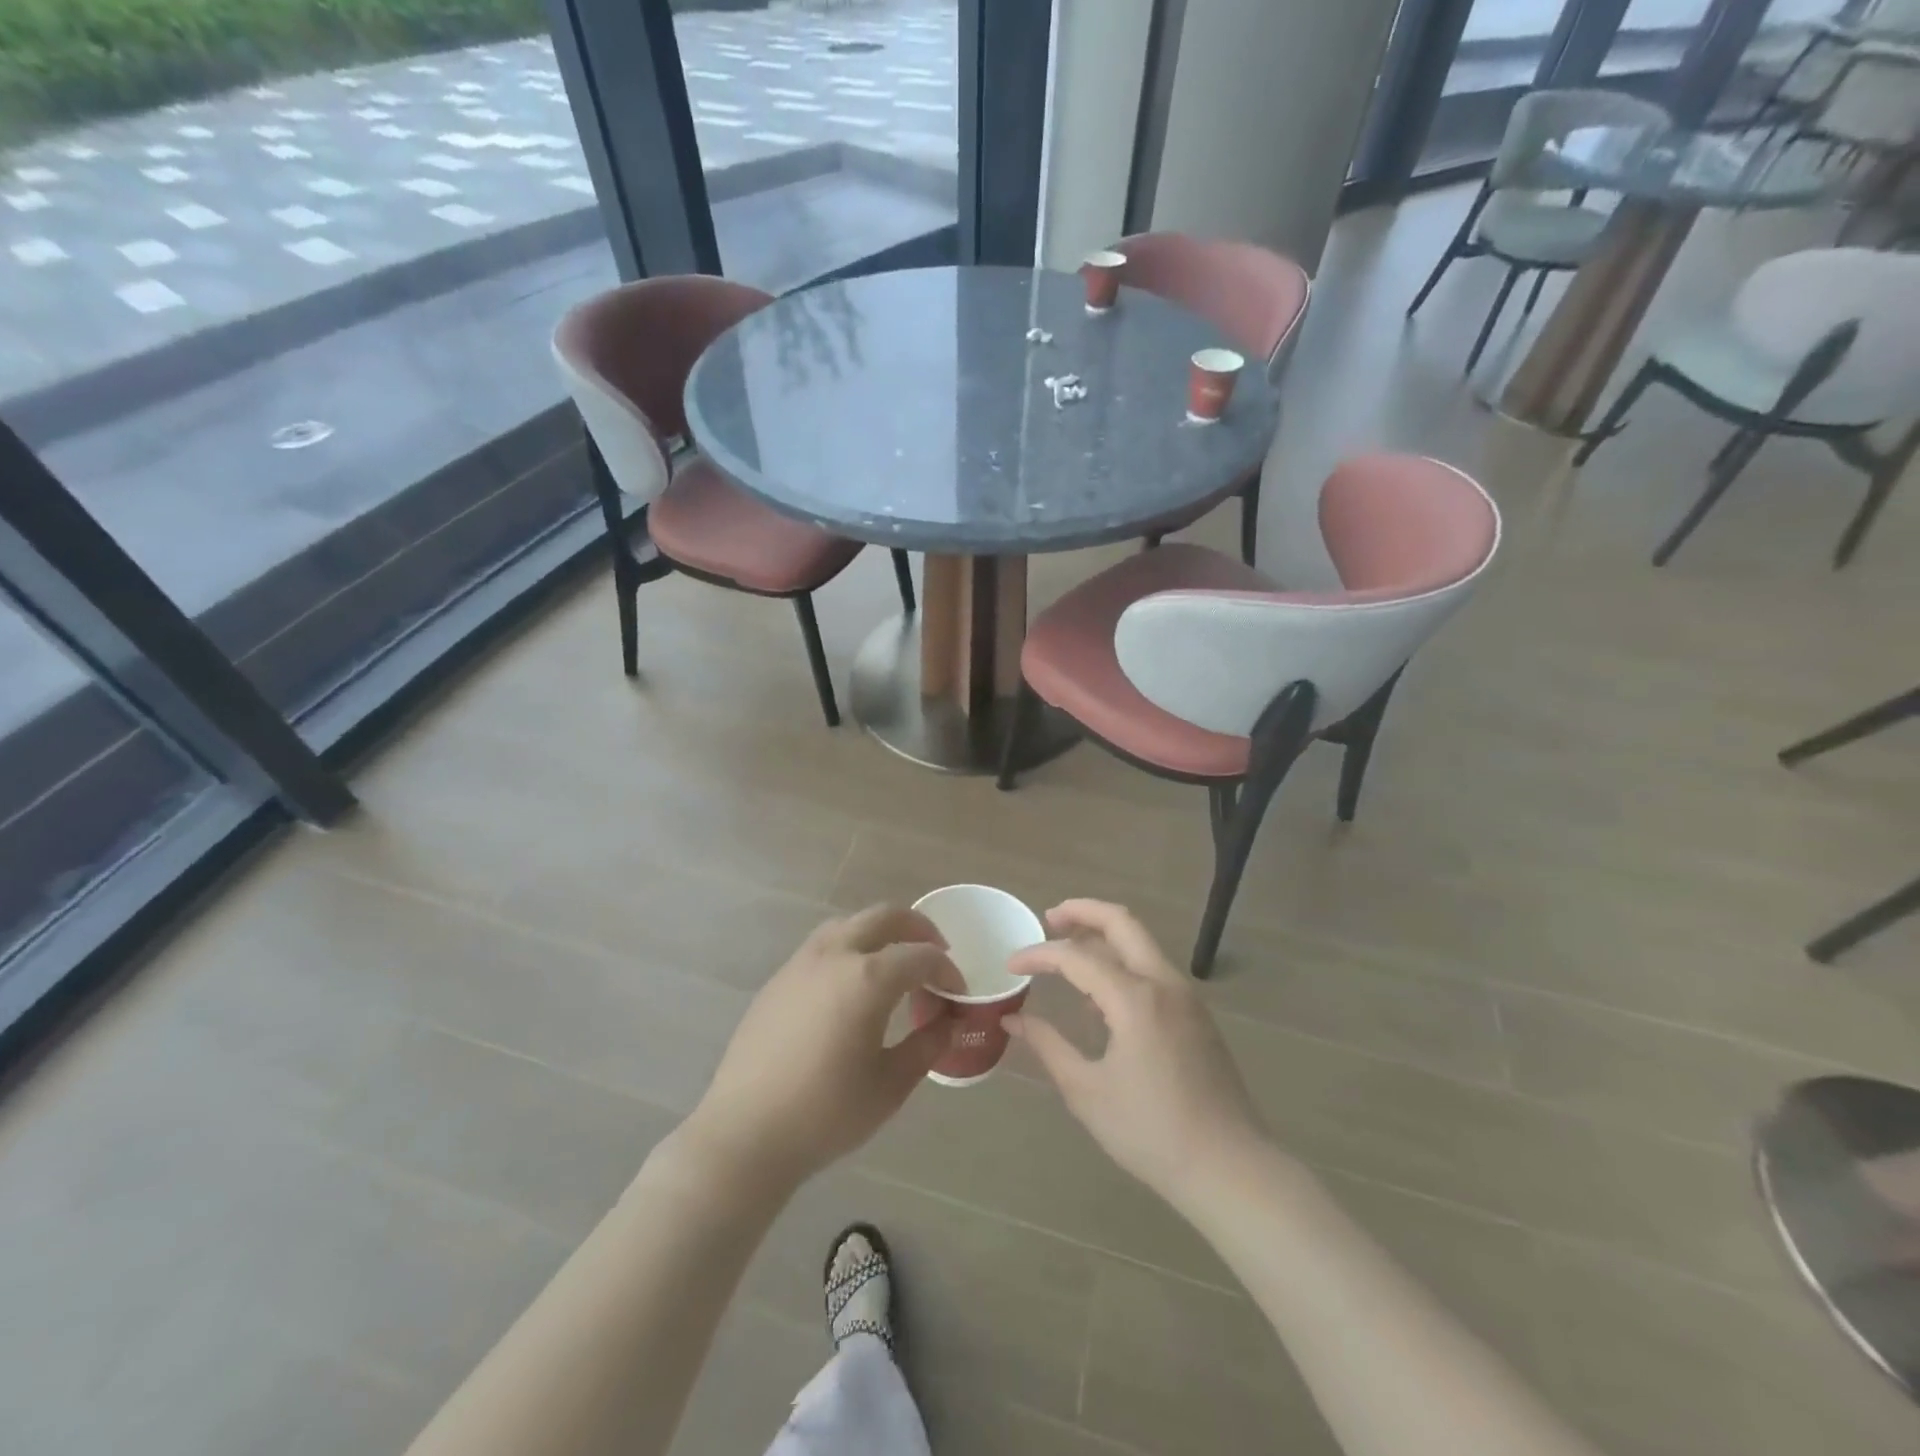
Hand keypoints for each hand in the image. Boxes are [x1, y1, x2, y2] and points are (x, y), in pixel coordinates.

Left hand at [685, 905, 962, 1186]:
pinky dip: (850, 947)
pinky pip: (824, 944)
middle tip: (936, 952)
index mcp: (867, 978)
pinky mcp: (780, 978)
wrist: (745, 1132)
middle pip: (885, 917)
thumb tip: (947, 1021)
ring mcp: (802, 962)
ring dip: (880, 932)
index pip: (921, 956)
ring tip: (895, 962)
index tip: (958, 991)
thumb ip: (926, 1045)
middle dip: (918, 928)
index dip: (947, 969)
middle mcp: (835, 955)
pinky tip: (852, 984)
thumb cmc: (826, 1113)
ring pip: (850, 923)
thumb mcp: (890, 1085)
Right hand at [1007, 900, 1265, 1205]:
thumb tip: (1014, 1020)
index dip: (1040, 955)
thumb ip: (1048, 1046)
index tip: (1011, 966)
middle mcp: (1163, 983)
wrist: (1229, 1168)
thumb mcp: (1087, 1092)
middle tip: (1049, 920)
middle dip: (1082, 912)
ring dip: (1104, 935)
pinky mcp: (1196, 1015)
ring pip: (1141, 943)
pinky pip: (1153, 970)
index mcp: (1135, 998)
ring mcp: (1186, 997)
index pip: (1077, 956)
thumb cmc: (1151, 1133)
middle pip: (1121, 922)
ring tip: (1069, 953)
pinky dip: (1123, 963)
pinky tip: (1100, 997)